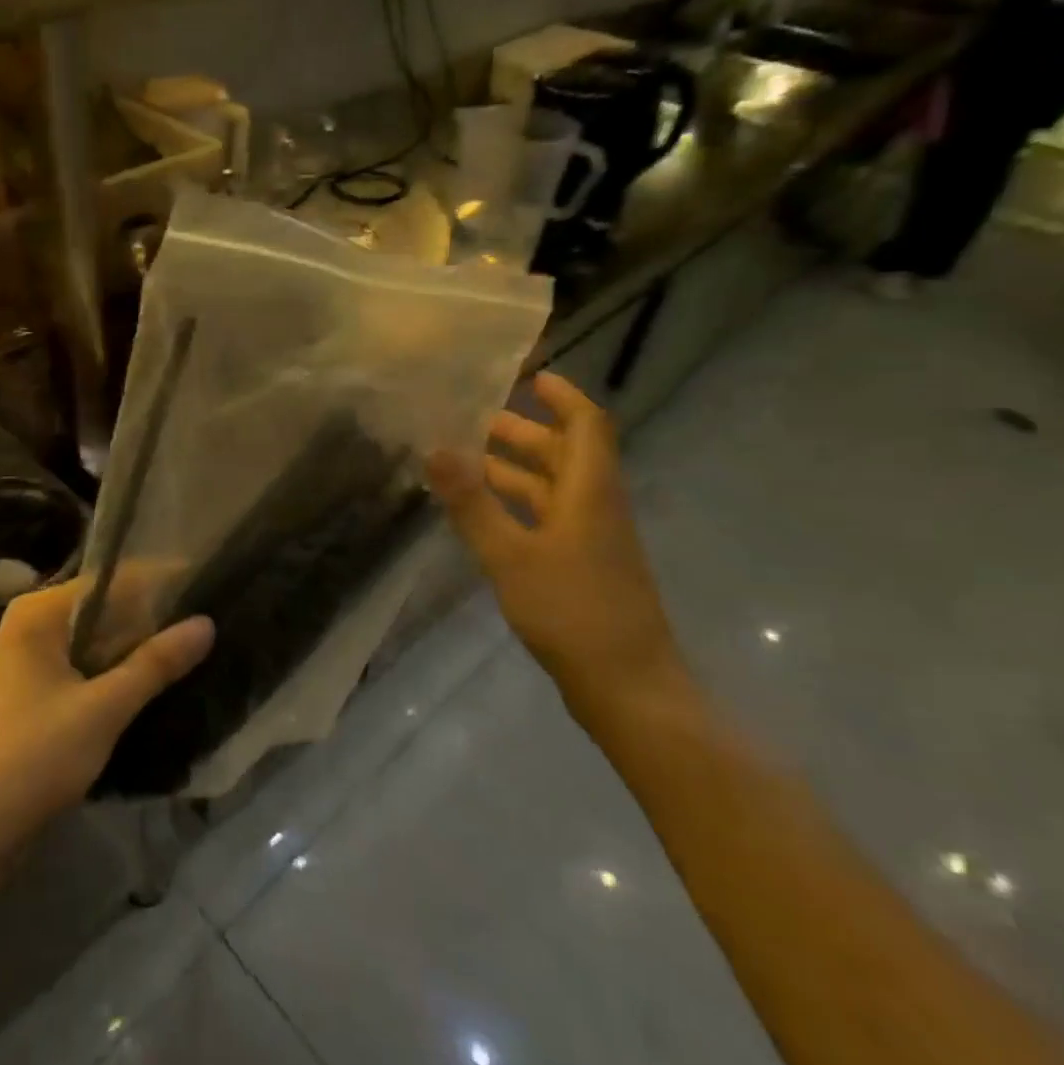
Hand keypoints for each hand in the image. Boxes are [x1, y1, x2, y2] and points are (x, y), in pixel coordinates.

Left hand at [0, 582, 214, 856]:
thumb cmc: (34, 758)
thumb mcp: (103, 709)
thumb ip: (156, 663)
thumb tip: (208, 623)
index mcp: (39, 613)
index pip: (112, 579)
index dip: (161, 581)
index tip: (208, 583)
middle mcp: (32, 625)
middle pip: (105, 608)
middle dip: (153, 616)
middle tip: (210, 616)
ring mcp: (30, 660)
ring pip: (97, 640)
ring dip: (138, 646)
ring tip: (196, 643)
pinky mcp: (35, 693)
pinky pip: (86, 666)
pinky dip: (118, 670)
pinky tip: (157, 678)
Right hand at [426, 371, 684, 723]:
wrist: (628, 688)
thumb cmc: (572, 612)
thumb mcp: (511, 556)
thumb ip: (472, 503)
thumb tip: (435, 448)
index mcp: (591, 491)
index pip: (586, 424)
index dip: (563, 396)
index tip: (529, 376)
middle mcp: (596, 506)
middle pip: (566, 453)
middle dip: (524, 432)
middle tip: (474, 419)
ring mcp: (592, 540)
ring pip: (554, 488)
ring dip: (516, 470)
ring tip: (467, 461)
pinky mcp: (584, 568)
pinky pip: (549, 518)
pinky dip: (518, 506)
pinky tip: (485, 516)